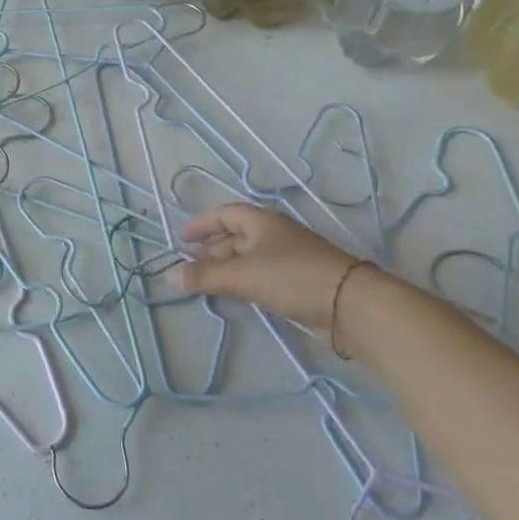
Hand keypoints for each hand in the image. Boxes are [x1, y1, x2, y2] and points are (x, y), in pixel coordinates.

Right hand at [177, 203, 369, 333]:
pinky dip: (243, 281)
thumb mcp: (241, 275)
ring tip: (205, 283)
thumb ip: (203, 276)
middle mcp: (274, 234)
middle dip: (211, 250)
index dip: (201, 224)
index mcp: (262, 221)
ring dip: (226, 268)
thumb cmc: (291, 277)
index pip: (224, 214)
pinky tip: (234, 294)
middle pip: (235, 236)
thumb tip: (168, 276)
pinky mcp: (298, 281)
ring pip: (248, 258)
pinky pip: (261, 275)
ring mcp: (288, 258)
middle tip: (189, 266)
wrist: (350, 305)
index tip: (181, 238)